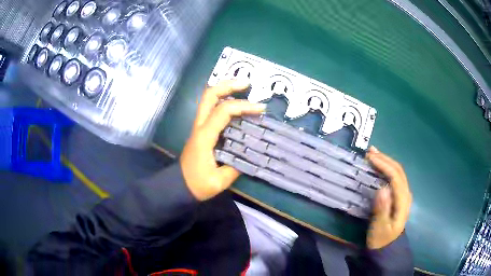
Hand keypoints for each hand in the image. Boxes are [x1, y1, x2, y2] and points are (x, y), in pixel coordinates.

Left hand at [180, 80, 265, 200]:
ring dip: (225, 89)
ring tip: (243, 88)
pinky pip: (211, 109)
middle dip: (228, 85)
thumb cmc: (197, 184)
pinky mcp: (201, 130)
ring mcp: (199, 127)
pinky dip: (223, 101)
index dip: (243, 106)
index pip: (223, 111)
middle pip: (209, 95)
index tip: (260, 109)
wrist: (178, 185)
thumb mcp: (219, 181)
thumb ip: (236, 167)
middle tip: (247, 83)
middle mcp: (200, 126)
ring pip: (208, 99)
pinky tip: (236, 104)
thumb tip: (251, 154)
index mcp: (204, 136)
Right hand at [365, 146, 411, 248]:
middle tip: (369, 152)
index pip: (396, 177)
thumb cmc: (381, 238)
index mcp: (403, 201)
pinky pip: (395, 177)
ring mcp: (404, 194)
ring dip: (386, 161)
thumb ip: (382, 209)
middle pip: (398, 170)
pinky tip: (380, 165)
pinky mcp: (399, 196)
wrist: (387, 247)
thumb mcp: (379, 227)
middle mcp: (406, 193)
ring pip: (398, 171)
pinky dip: (387, 167)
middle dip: (385, 159)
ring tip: (373, 153)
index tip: (370, 158)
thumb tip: (381, 188)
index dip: (384, 165)